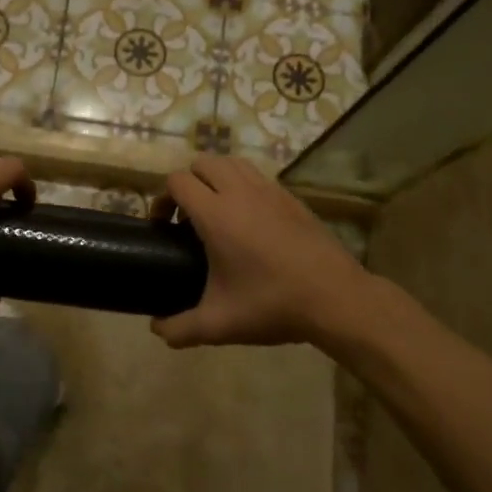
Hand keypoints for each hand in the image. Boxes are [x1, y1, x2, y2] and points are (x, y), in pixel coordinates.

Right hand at [151, 156, 370, 347]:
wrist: (335, 298)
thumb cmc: (272, 305)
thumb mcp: (219, 324)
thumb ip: (180, 328)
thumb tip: (156, 329)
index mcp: (216, 214)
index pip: (177, 181)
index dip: (163, 198)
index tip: (165, 226)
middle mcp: (240, 192)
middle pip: (203, 162)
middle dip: (188, 183)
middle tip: (188, 218)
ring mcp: (269, 190)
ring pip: (232, 162)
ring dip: (216, 178)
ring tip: (217, 212)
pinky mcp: (291, 197)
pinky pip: (257, 176)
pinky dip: (243, 185)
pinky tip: (250, 220)